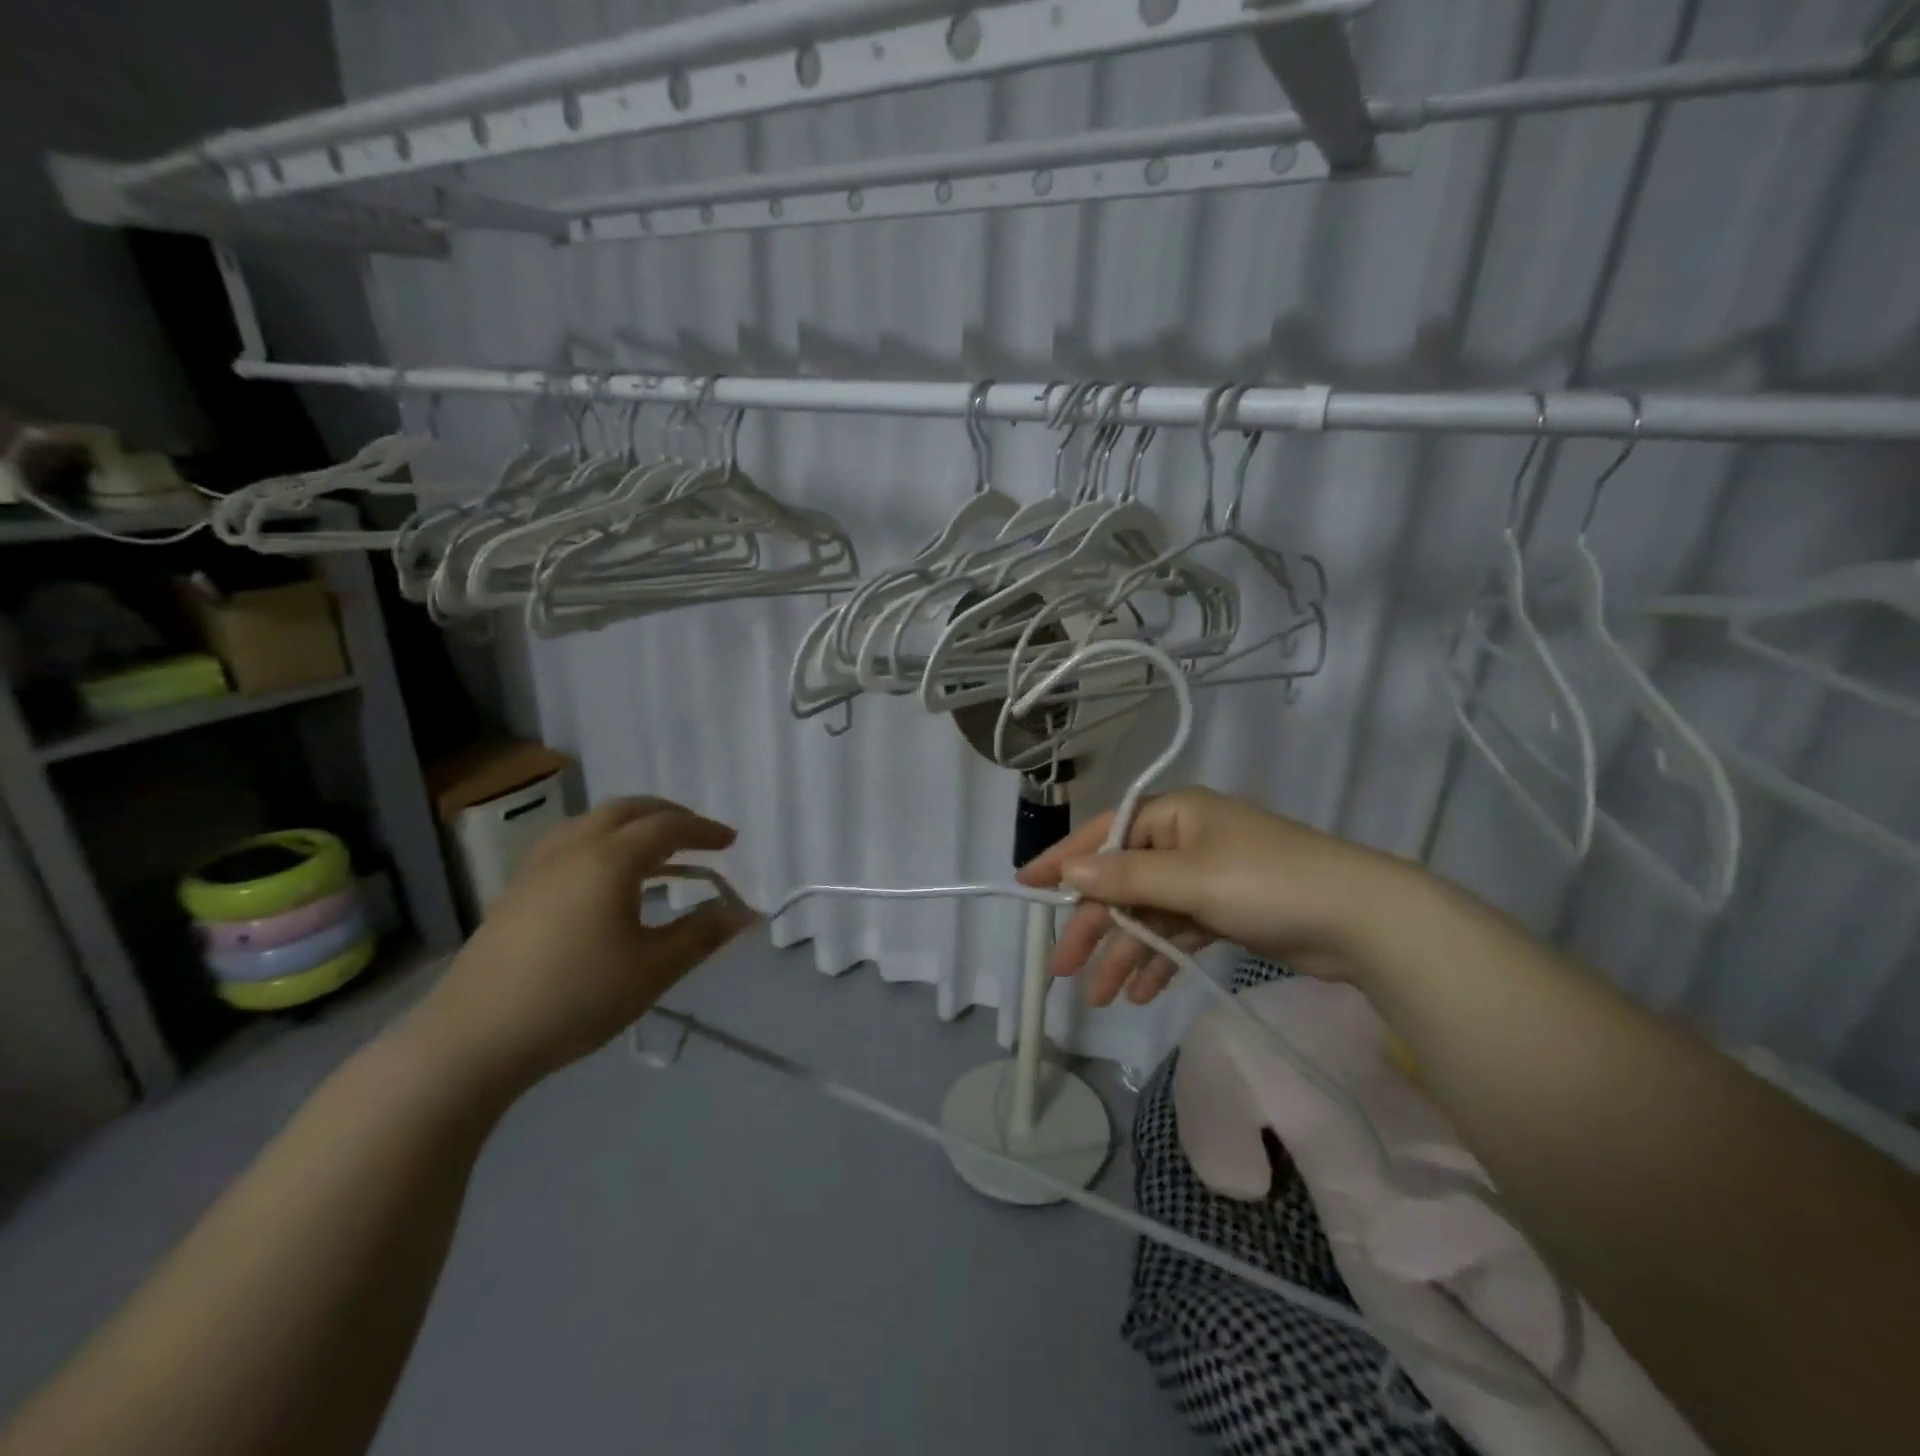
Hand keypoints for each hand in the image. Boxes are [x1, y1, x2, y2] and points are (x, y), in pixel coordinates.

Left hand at [404, 797, 756, 1092]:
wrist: (472, 1039)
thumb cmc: (576, 998)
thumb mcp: (653, 969)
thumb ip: (702, 933)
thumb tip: (744, 912)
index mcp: (610, 860)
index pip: (667, 827)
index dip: (703, 830)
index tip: (731, 842)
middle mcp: (573, 849)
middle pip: (627, 810)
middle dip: (668, 815)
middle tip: (697, 835)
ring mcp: (538, 867)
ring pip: (593, 822)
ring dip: (632, 825)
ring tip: (657, 851)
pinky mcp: (516, 890)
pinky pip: (570, 842)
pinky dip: (603, 841)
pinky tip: (606, 876)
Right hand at [1016, 787, 1413, 1005]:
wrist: (1363, 921)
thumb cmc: (1267, 883)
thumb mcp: (1189, 877)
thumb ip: (1125, 878)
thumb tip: (1068, 872)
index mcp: (1173, 814)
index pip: (1104, 835)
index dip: (1063, 862)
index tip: (1026, 887)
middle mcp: (1184, 840)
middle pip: (1122, 882)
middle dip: (1092, 925)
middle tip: (1062, 969)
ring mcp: (1205, 877)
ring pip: (1147, 914)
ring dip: (1123, 952)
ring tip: (1101, 997)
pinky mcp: (1224, 911)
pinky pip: (1176, 932)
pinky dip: (1158, 958)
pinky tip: (1141, 991)